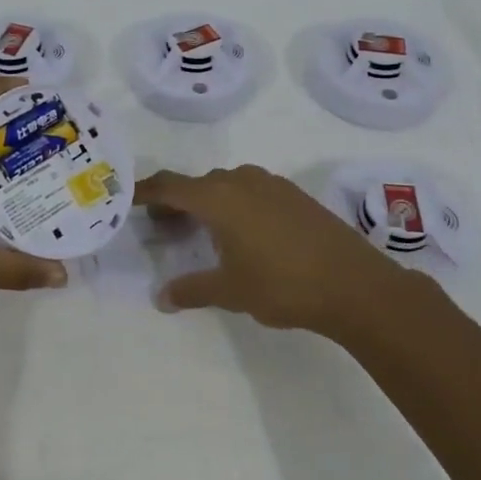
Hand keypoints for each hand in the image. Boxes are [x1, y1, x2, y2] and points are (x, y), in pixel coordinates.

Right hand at [136, 165, 427, 338]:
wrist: (354, 284)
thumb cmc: (282, 285)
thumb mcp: (230, 291)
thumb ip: (191, 290)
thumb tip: (161, 298)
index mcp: (218, 198)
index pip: (170, 186)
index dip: (145, 192)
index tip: (126, 199)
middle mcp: (241, 181)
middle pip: (196, 184)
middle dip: (175, 201)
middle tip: (161, 227)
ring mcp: (271, 184)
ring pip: (225, 184)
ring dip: (206, 201)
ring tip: (201, 231)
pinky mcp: (294, 195)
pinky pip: (250, 190)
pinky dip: (234, 203)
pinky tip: (242, 232)